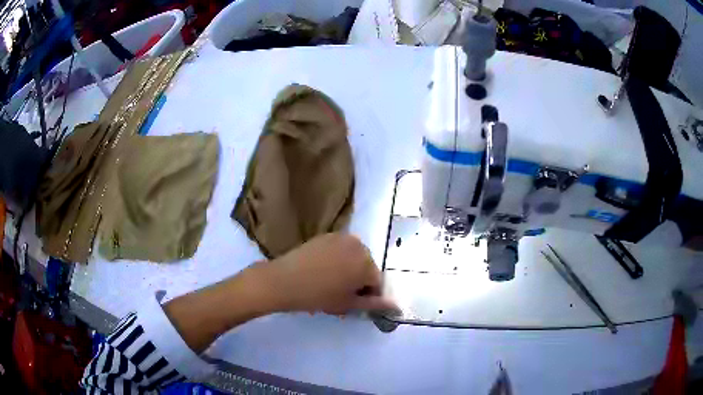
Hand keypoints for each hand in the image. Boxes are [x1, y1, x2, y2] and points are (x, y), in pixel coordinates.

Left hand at [259, 233, 396, 314]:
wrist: (283, 281)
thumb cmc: (318, 296)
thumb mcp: (348, 304)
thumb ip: (374, 304)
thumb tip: (395, 305)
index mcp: (367, 264)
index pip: (377, 283)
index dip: (367, 295)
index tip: (352, 303)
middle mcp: (359, 245)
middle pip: (367, 267)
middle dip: (359, 281)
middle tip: (340, 294)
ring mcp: (342, 237)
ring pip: (354, 258)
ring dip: (349, 269)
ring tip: (330, 282)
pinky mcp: (327, 235)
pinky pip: (341, 250)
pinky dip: (338, 260)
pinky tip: (322, 270)